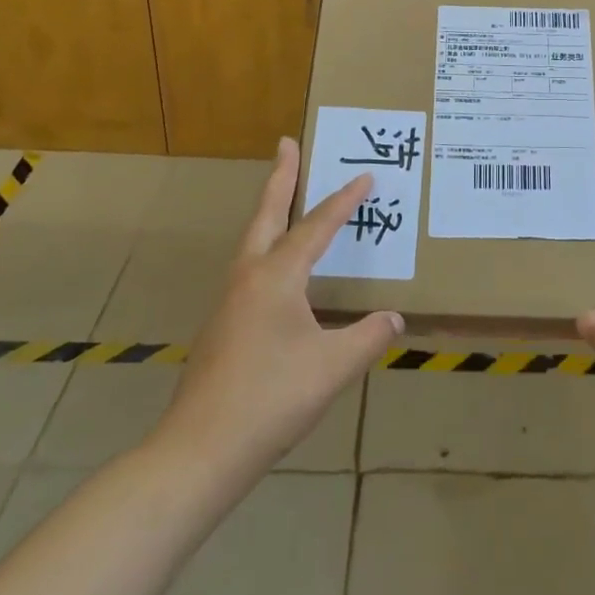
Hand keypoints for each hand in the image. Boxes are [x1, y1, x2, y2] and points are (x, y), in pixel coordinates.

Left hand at [155, 139, 402, 481]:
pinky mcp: (223, 325)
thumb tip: (394, 318)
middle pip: (266, 214)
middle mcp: (248, 277)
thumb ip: (368, 337)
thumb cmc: (271, 398)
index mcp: (276, 276)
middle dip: (280, 177)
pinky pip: (250, 267)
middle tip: (287, 144)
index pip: (316, 227)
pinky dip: (267, 246)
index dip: (344, 201)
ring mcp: (229, 301)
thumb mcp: (333, 366)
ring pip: (253, 240)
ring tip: (285, 197)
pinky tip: (279, 271)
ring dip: (270, 211)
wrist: (200, 450)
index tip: (365, 176)